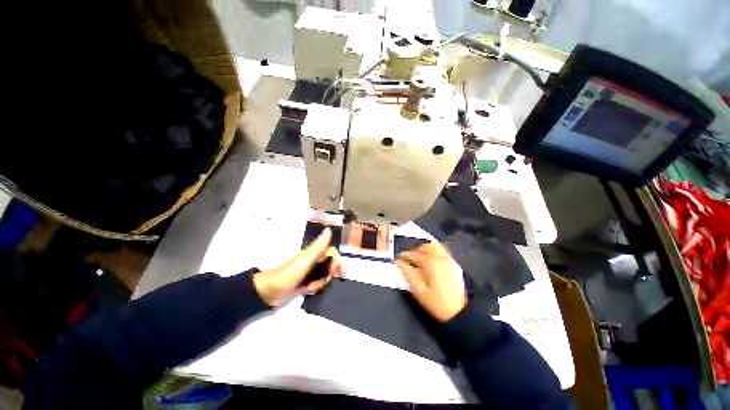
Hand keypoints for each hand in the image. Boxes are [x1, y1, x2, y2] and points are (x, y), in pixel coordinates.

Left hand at [253, 228, 343, 306]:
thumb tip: (328, 229)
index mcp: (314, 254)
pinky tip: (305, 290)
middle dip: (328, 275)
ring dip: (320, 283)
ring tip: (309, 287)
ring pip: (324, 276)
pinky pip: (316, 284)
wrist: (269, 291)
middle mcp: (313, 261)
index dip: (338, 261)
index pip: (332, 253)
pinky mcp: (304, 282)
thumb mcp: (306, 259)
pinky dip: (314, 288)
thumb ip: (318, 246)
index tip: (340, 272)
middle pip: (330, 265)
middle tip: (321, 281)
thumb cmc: (289, 274)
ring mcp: (309, 272)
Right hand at [396, 243, 466, 321]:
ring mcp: (449, 260)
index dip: (404, 255)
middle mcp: (440, 258)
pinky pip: (443, 252)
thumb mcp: (418, 290)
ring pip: (435, 246)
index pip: (414, 255)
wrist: (459, 313)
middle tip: (410, 257)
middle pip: (426, 246)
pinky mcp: (454, 265)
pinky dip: (434, 252)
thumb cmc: (436, 302)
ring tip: (420, 257)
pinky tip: (431, 261)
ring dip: (426, 249)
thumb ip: (408, 273)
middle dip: (416, 249)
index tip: (399, 258)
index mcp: (431, 263)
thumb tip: (399, 263)